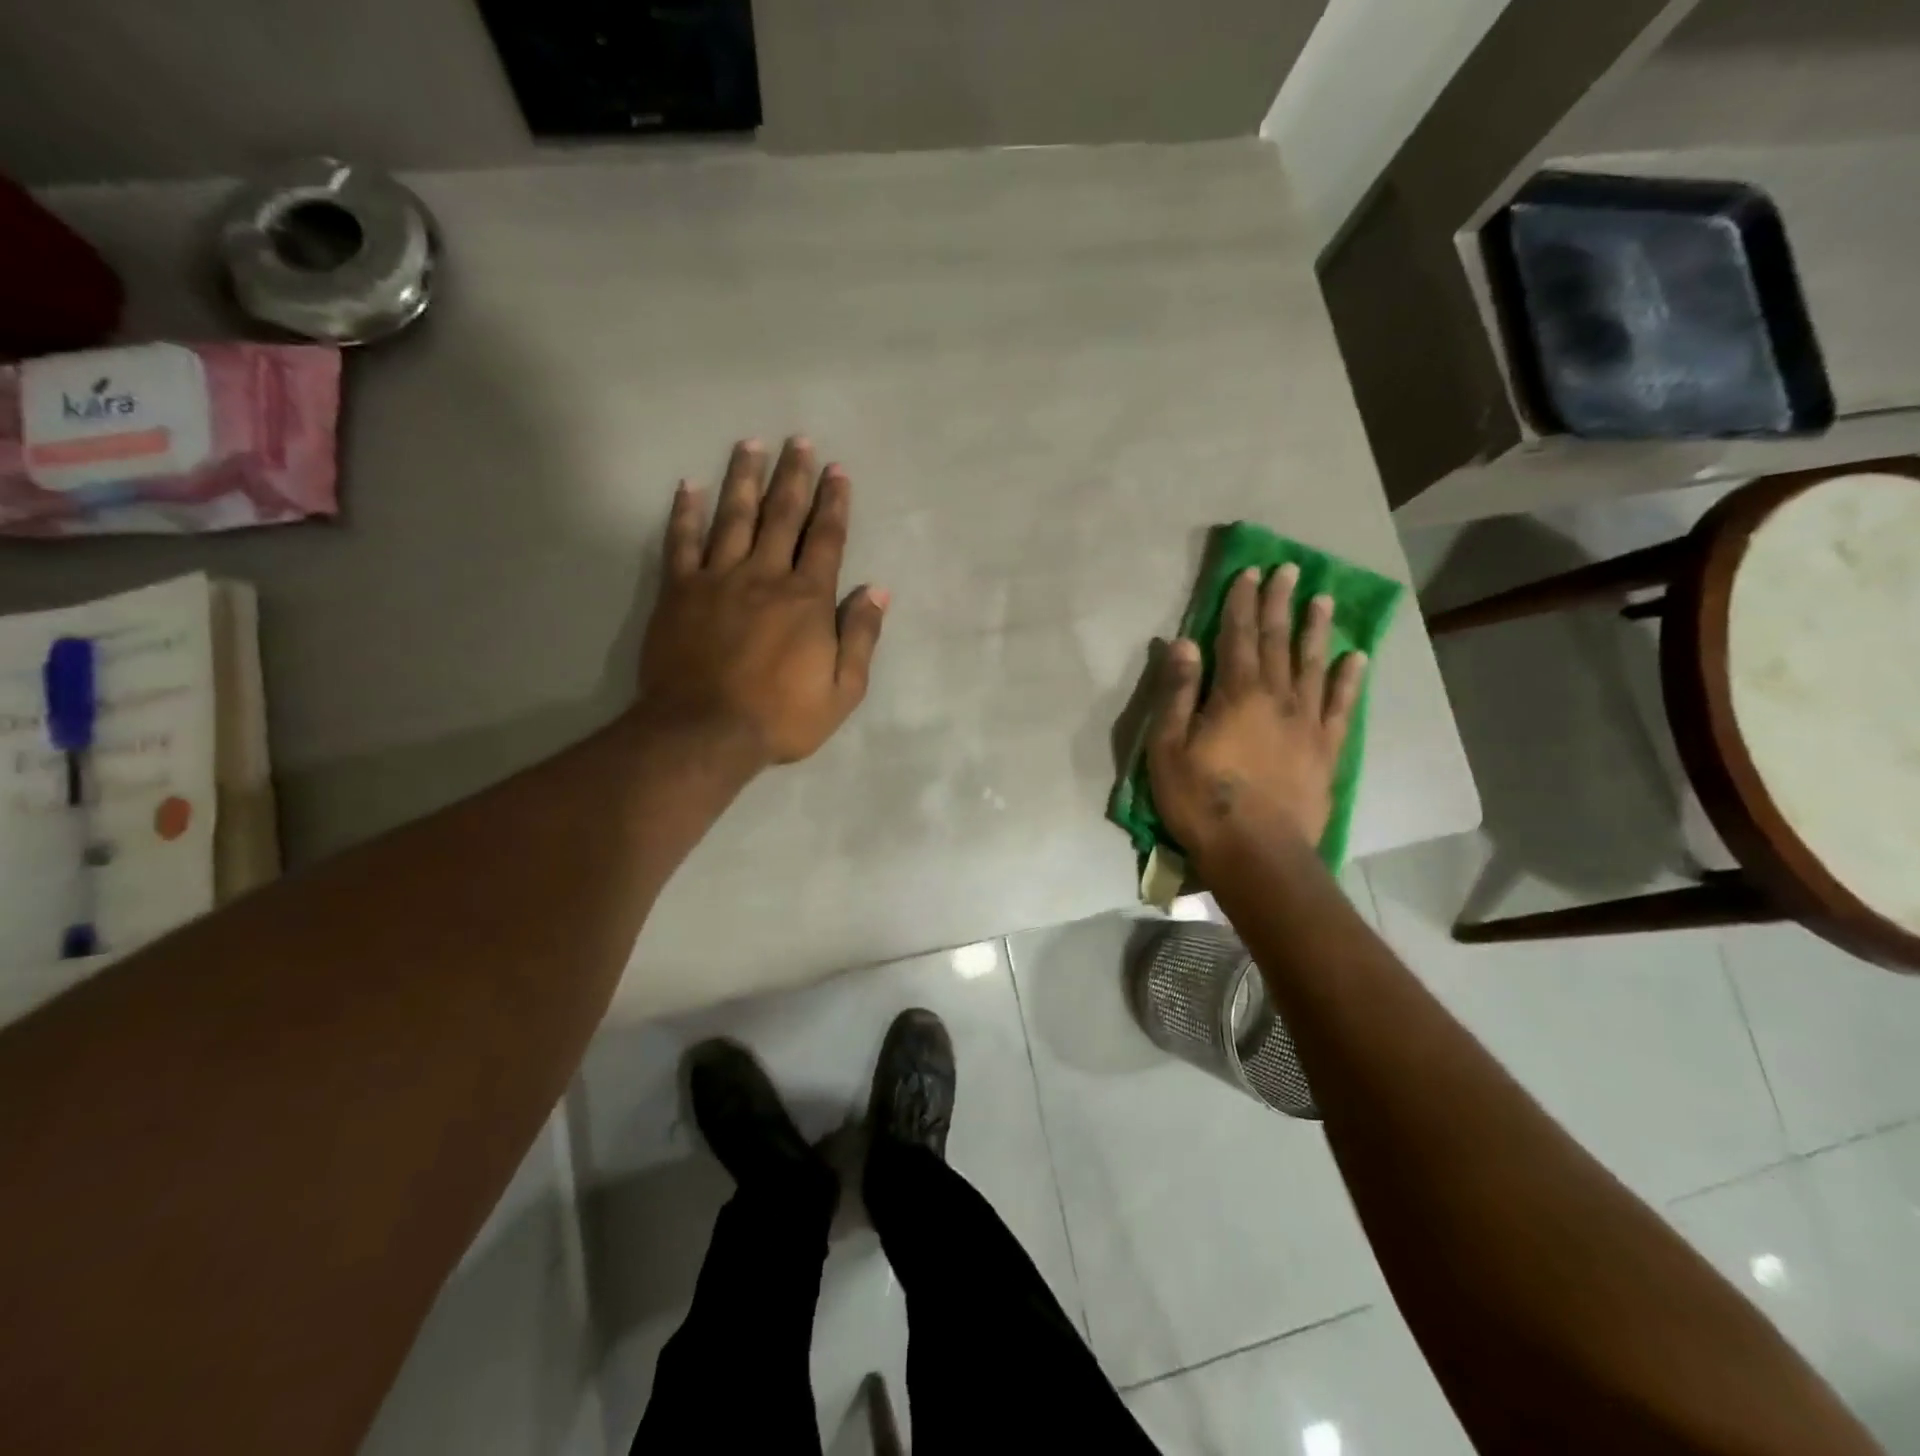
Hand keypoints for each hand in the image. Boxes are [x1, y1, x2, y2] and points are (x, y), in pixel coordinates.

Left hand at [636, 438, 886, 766]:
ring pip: (733, 517)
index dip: (834, 503)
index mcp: (807, 599)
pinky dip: (685, 512)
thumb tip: (876, 591)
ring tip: (750, 444)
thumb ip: (860, 637)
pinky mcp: (679, 592)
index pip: (825, 539)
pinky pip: (681, 542)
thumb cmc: (781, 716)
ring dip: (743, 478)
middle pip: (781, 515)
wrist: (705, 732)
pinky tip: (690, 486)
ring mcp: (717, 579)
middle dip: (794, 476)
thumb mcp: (842, 690)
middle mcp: (764, 575)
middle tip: (799, 441)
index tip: (838, 471)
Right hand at [1148, 564, 1366, 865]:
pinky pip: (1341, 706)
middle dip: (1281, 603)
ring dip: (1317, 630)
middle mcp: (1277, 697)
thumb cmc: (1201, 800)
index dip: (1242, 602)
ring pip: (1313, 665)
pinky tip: (1355, 659)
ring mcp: (1307, 722)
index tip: (1250, 572)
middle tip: (1290, 570)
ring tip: (1324, 600)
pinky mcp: (1326, 749)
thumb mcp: (1168, 747)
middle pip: (1279, 641)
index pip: (1238, 636)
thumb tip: (1184, 643)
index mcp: (1236, 694)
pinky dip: (1348, 680)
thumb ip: (1177, 693)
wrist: (1257, 852)